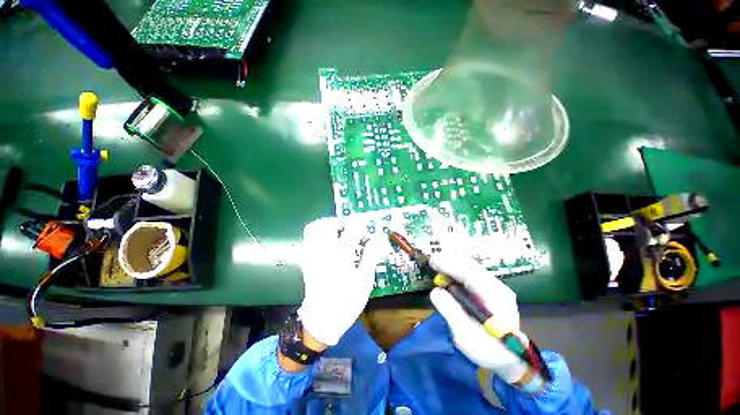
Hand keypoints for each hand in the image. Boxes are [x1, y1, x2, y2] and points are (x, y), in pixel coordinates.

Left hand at [297, 217, 388, 346]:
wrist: (322, 320)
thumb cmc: (347, 301)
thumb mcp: (364, 279)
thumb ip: (370, 255)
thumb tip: (378, 238)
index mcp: (341, 254)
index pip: (352, 228)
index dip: (362, 226)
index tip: (368, 231)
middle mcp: (325, 250)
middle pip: (330, 224)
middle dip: (342, 222)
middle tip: (352, 228)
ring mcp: (313, 254)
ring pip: (315, 228)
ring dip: (328, 225)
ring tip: (339, 231)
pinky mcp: (307, 260)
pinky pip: (308, 239)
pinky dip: (317, 233)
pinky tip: (327, 240)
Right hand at [429, 253, 527, 383]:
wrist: (510, 357)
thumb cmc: (487, 349)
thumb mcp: (466, 335)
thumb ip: (451, 311)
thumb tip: (436, 290)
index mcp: (494, 297)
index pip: (469, 272)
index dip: (448, 264)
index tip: (431, 262)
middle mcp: (497, 286)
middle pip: (470, 264)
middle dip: (448, 260)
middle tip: (431, 263)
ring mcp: (495, 285)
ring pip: (470, 265)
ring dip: (452, 263)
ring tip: (437, 267)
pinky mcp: (491, 287)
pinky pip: (471, 271)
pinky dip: (456, 268)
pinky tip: (448, 274)